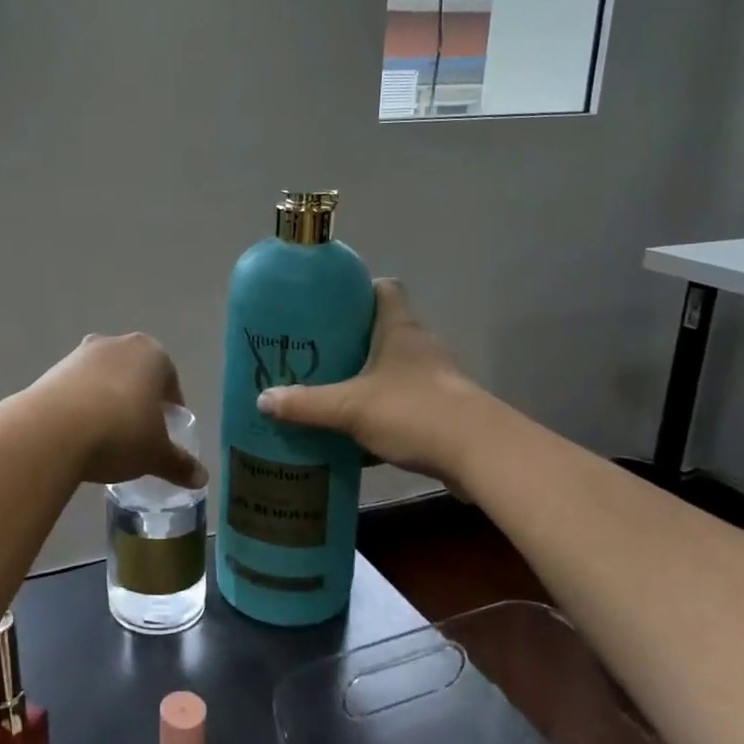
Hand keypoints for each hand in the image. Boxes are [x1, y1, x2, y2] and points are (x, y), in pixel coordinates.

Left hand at [30, 334, 208, 489]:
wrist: (52, 431)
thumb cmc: (120, 433)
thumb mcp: (156, 454)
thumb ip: (180, 463)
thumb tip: (202, 478)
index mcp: (153, 354)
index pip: (170, 383)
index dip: (171, 411)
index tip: (165, 436)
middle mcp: (118, 344)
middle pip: (136, 376)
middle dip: (139, 402)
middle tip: (138, 436)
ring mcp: (81, 353)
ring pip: (105, 380)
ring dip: (108, 402)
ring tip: (106, 438)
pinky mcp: (52, 369)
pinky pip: (77, 388)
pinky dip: (82, 406)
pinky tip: (79, 435)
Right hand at [257, 279, 479, 478]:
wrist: (480, 454)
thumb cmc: (414, 411)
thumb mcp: (350, 407)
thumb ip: (306, 404)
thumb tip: (263, 400)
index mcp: (399, 330)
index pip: (385, 289)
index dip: (359, 290)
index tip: (329, 304)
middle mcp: (419, 347)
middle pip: (384, 330)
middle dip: (352, 340)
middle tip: (316, 352)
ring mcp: (434, 380)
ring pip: (393, 369)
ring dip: (367, 378)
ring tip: (330, 390)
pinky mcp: (442, 411)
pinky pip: (404, 402)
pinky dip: (382, 411)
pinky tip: (357, 431)